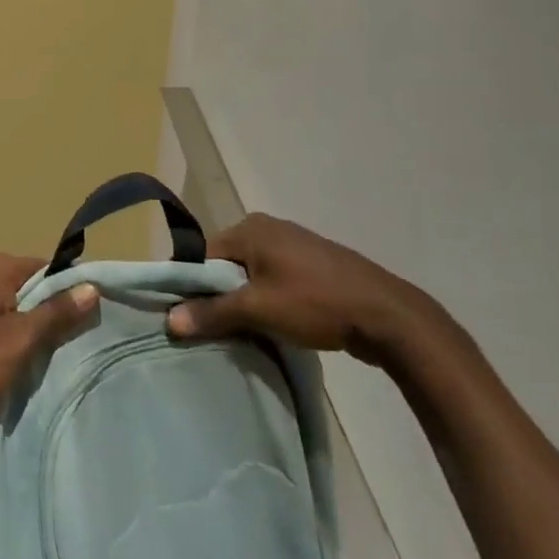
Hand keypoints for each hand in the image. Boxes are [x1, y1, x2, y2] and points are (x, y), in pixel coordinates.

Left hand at [0, 253, 98, 427]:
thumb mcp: (18, 340)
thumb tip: (91, 287)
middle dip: (44, 312)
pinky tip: (2, 355)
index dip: (67, 294)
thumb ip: (55, 314)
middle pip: (26, 284)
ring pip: (6, 300)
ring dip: (21, 324)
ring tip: (33, 355)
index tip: (82, 324)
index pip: (46, 269)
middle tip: (59, 346)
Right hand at [167, 213, 451, 366]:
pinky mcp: (314, 265)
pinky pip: (274, 279)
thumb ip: (211, 313)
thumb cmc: (316, 304)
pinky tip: (273, 324)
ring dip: (244, 300)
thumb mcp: (257, 310)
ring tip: (244, 330)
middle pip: (226, 264)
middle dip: (219, 295)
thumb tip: (169, 320)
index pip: (202, 255)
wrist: (389, 317)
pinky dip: (267, 299)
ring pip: (251, 274)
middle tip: (217, 328)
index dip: (192, 286)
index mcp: (250, 227)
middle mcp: (269, 227)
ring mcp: (294, 244)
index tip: (190, 316)